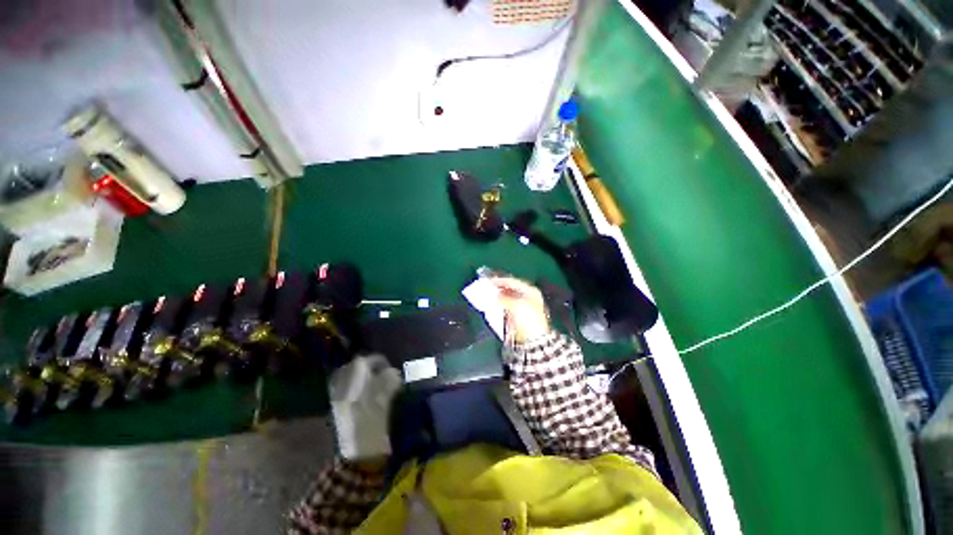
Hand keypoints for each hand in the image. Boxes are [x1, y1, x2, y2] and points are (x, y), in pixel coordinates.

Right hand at [491, 277, 550, 344]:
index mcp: (531, 292)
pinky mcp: (517, 318)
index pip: (513, 282)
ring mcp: (522, 309)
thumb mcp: (515, 305)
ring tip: (486, 296)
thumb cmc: (527, 319)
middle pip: (509, 290)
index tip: (488, 281)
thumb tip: (492, 296)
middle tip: (486, 288)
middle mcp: (527, 298)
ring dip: (497, 298)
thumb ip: (502, 298)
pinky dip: (498, 307)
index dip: (500, 280)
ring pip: (506, 300)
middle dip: (497, 290)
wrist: (533, 341)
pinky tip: (491, 307)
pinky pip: (505, 309)